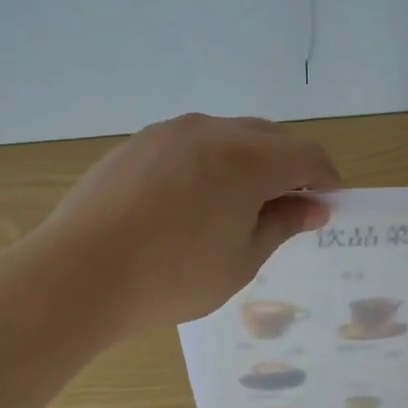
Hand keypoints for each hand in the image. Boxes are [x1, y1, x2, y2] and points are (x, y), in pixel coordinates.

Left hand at [37, 114, 339, 335]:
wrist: (78, 275)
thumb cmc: (172, 276)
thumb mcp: (241, 260)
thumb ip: (282, 225)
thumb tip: (313, 208)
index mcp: (247, 158)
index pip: (307, 154)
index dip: (326, 178)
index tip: (330, 205)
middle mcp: (212, 130)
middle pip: (270, 137)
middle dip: (289, 168)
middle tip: (288, 209)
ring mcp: (169, 132)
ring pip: (228, 136)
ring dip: (248, 162)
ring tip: (238, 206)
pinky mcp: (137, 143)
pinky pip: (191, 143)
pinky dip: (209, 163)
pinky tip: (191, 202)